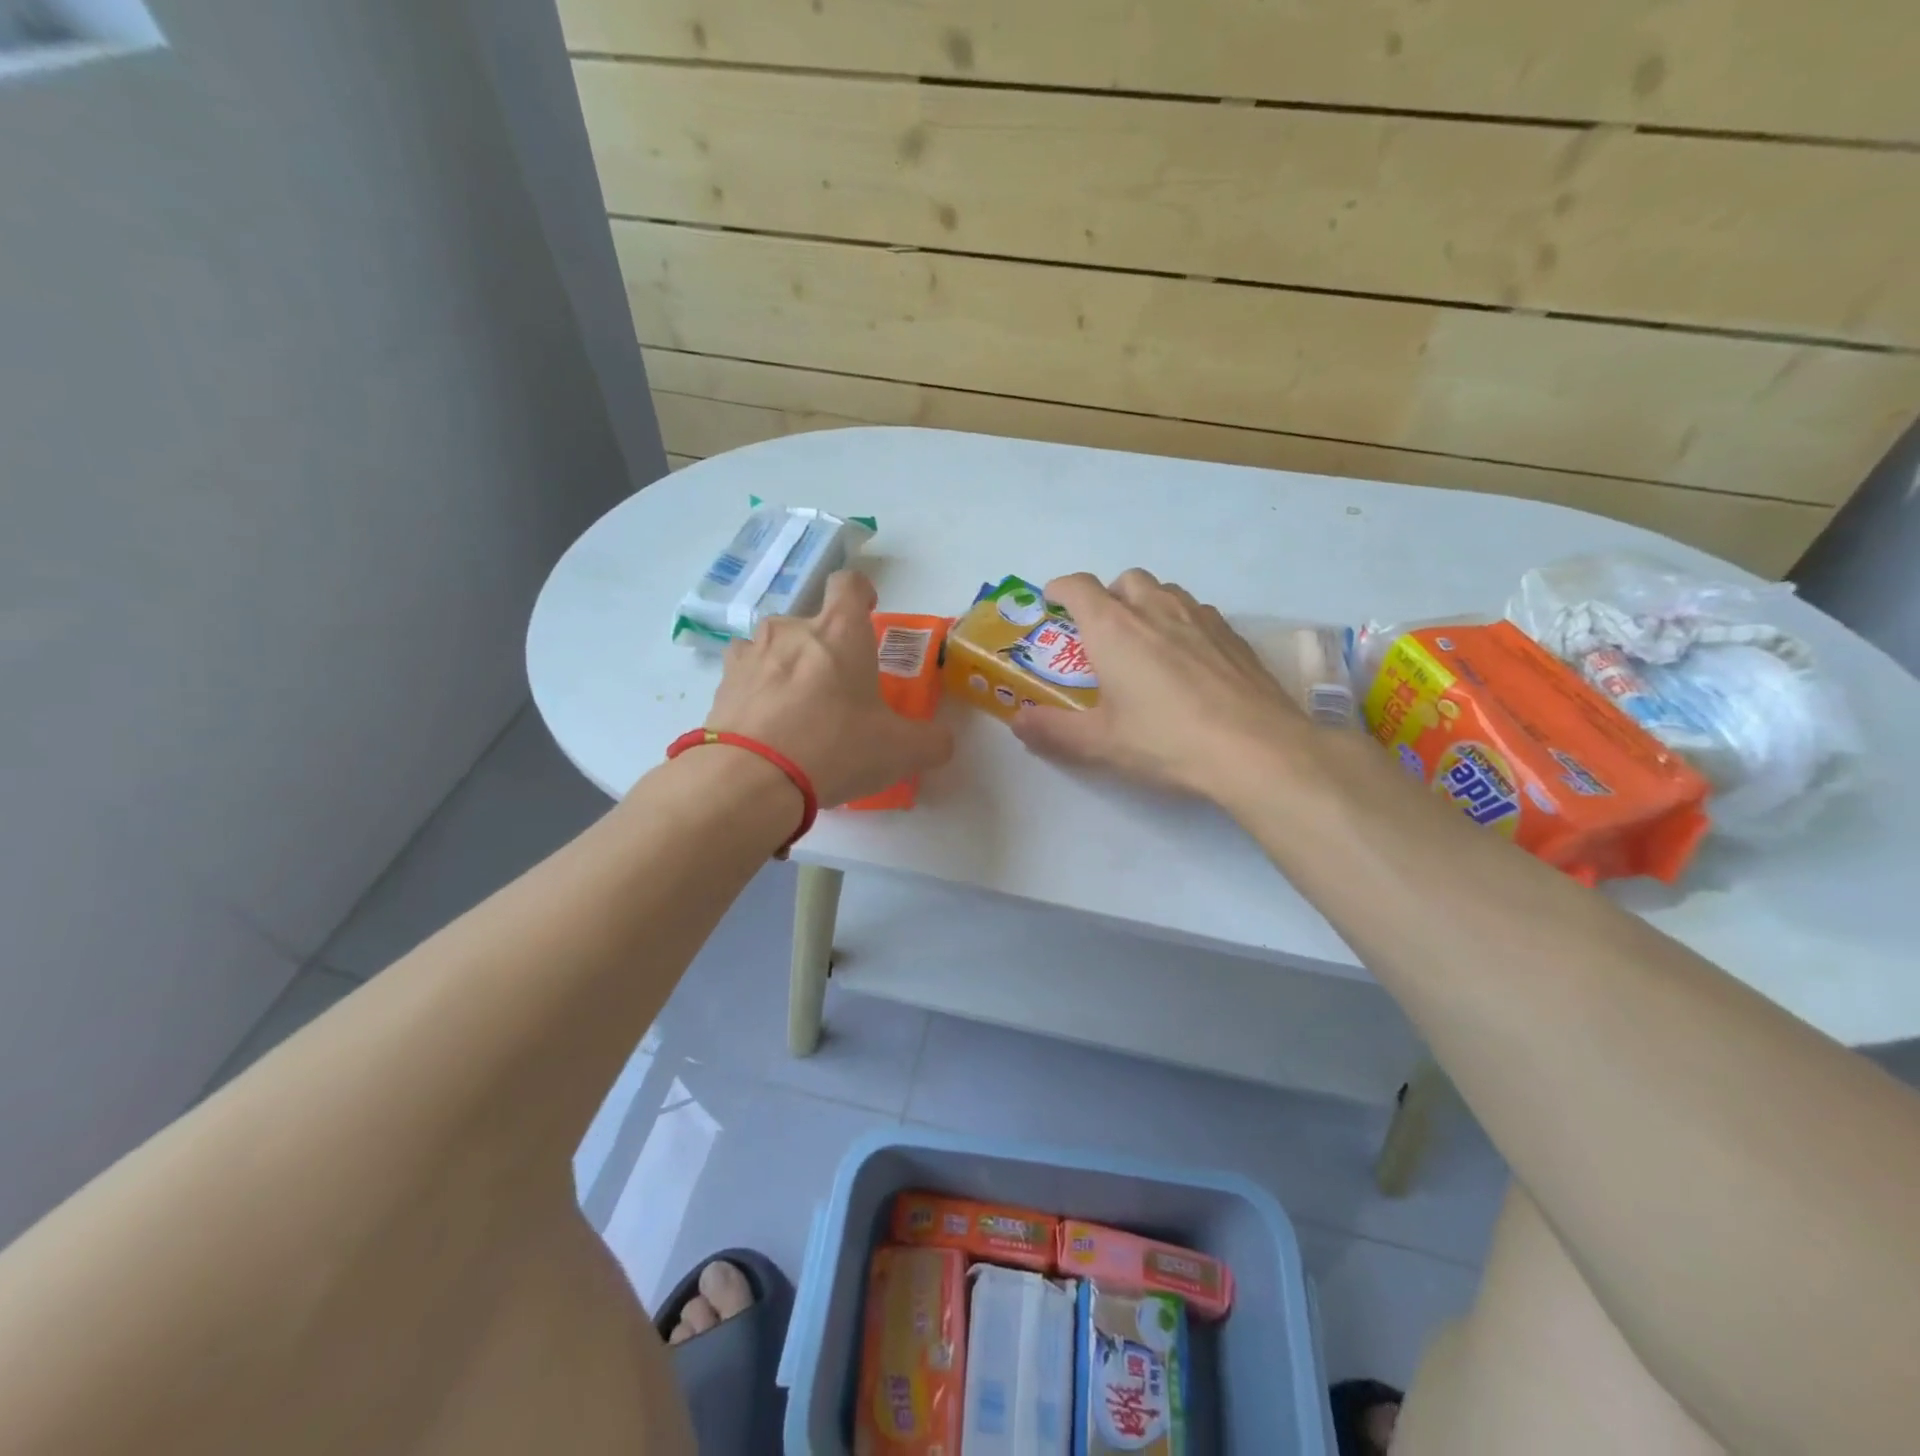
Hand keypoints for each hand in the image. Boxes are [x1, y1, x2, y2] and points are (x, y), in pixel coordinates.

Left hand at [705, 570, 953, 807]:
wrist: (751, 780)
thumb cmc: (835, 748)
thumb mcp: (901, 751)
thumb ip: (931, 741)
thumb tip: (940, 741)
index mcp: (840, 632)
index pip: (849, 584)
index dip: (861, 593)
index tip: (868, 613)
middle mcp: (791, 630)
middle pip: (811, 624)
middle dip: (825, 650)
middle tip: (838, 692)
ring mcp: (750, 654)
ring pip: (774, 649)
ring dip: (787, 669)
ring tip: (797, 711)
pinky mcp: (722, 685)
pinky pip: (746, 678)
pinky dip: (757, 694)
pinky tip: (767, 729)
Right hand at [1011, 569, 1307, 800]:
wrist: (1254, 749)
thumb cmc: (1165, 741)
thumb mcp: (1100, 743)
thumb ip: (1053, 730)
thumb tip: (1019, 722)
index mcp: (1113, 628)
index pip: (1078, 587)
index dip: (1060, 589)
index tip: (1052, 602)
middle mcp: (1155, 609)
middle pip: (1124, 581)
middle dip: (1107, 597)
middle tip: (1102, 634)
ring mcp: (1200, 617)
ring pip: (1165, 591)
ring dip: (1146, 605)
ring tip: (1145, 644)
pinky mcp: (1233, 634)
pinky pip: (1197, 613)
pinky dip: (1181, 624)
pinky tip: (1188, 661)